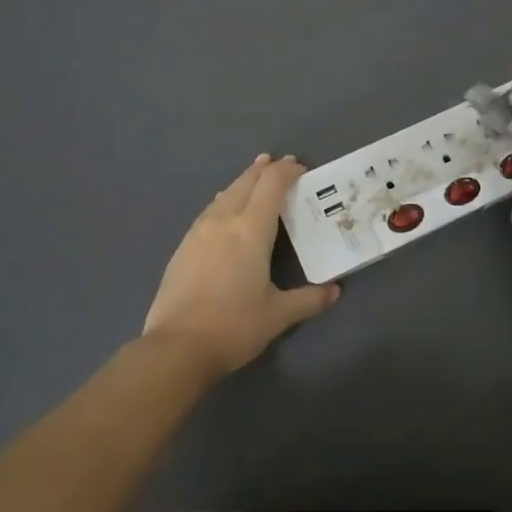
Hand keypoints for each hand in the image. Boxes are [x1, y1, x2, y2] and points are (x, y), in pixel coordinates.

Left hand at [143, 154, 339, 374]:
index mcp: (251, 230)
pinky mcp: (182, 247)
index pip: (271, 185)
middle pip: (246, 182)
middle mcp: (223, 221)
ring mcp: (198, 232)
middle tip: (281, 164)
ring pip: (224, 194)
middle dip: (265, 169)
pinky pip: (209, 211)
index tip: (301, 168)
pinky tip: (224, 209)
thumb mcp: (278, 315)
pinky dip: (224, 200)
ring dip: (243, 182)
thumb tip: (335, 292)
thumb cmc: (234, 326)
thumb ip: (309, 299)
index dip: (287, 171)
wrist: (176, 347)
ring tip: (254, 179)